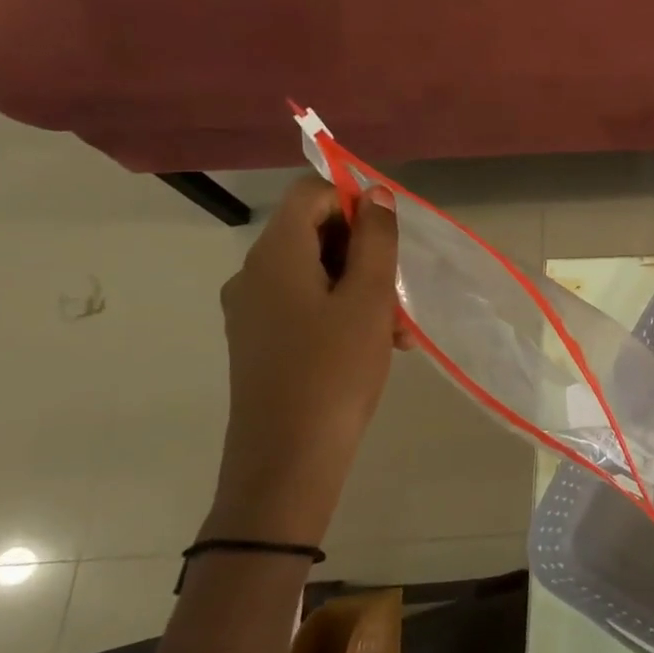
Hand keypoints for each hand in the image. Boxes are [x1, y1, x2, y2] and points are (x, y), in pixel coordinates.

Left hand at [208, 176, 403, 542]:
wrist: (288, 458)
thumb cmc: (335, 371)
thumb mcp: (368, 300)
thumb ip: (376, 240)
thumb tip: (376, 194)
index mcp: (274, 256)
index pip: (310, 194)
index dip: (354, 202)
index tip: (391, 238)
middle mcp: (254, 274)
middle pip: (313, 233)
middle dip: (365, 253)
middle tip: (400, 291)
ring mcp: (252, 310)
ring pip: (315, 273)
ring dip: (361, 288)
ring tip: (398, 330)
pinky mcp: (260, 341)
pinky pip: (305, 305)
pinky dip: (342, 312)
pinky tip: (376, 345)